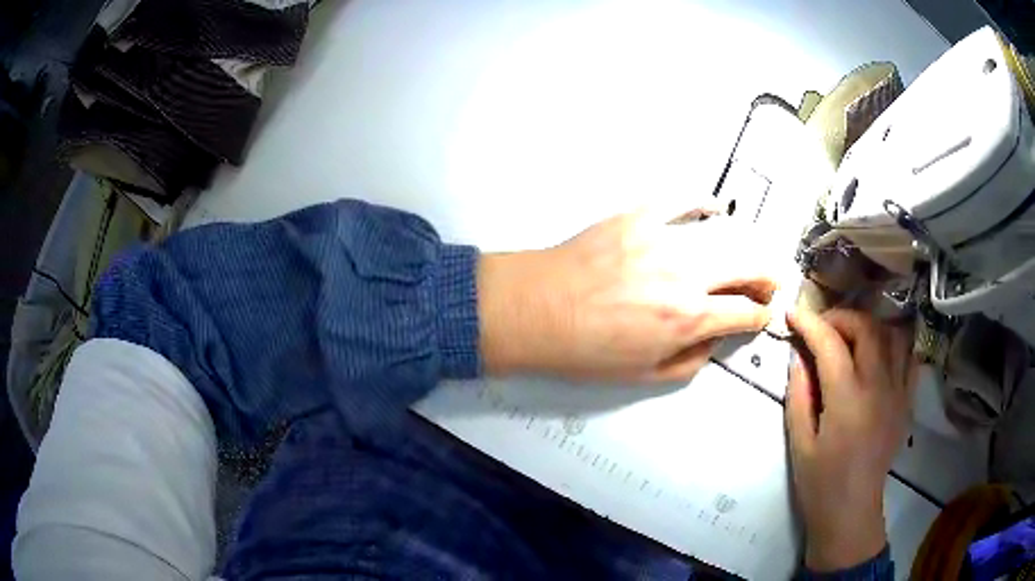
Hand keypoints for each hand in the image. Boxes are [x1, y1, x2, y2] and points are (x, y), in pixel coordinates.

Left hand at [479, 208, 777, 381]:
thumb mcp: (644, 375)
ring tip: (741, 257)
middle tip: (763, 286)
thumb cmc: (585, 351)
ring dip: (743, 248)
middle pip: (749, 265)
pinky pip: (681, 199)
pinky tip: (713, 208)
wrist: (535, 311)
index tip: (761, 316)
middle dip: (766, 278)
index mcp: (688, 318)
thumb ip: (691, 360)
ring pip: (725, 234)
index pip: (746, 313)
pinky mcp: (638, 216)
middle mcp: (686, 274)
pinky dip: (703, 201)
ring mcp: (662, 238)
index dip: (761, 317)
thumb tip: (714, 337)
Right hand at [785, 307, 918, 571]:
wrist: (852, 510)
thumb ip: (799, 394)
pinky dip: (892, 345)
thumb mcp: (799, 442)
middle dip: (841, 317)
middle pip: (867, 328)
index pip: (830, 344)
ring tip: (851, 337)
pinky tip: (878, 354)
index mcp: (847, 400)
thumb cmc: (820, 482)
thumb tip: (798, 355)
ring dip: (869, 326)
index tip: (793, 313)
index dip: (810, 323)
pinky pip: (908, 357)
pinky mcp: (907, 401)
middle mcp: (878, 387)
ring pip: (892, 335)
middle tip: (822, 327)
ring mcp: (898, 392)